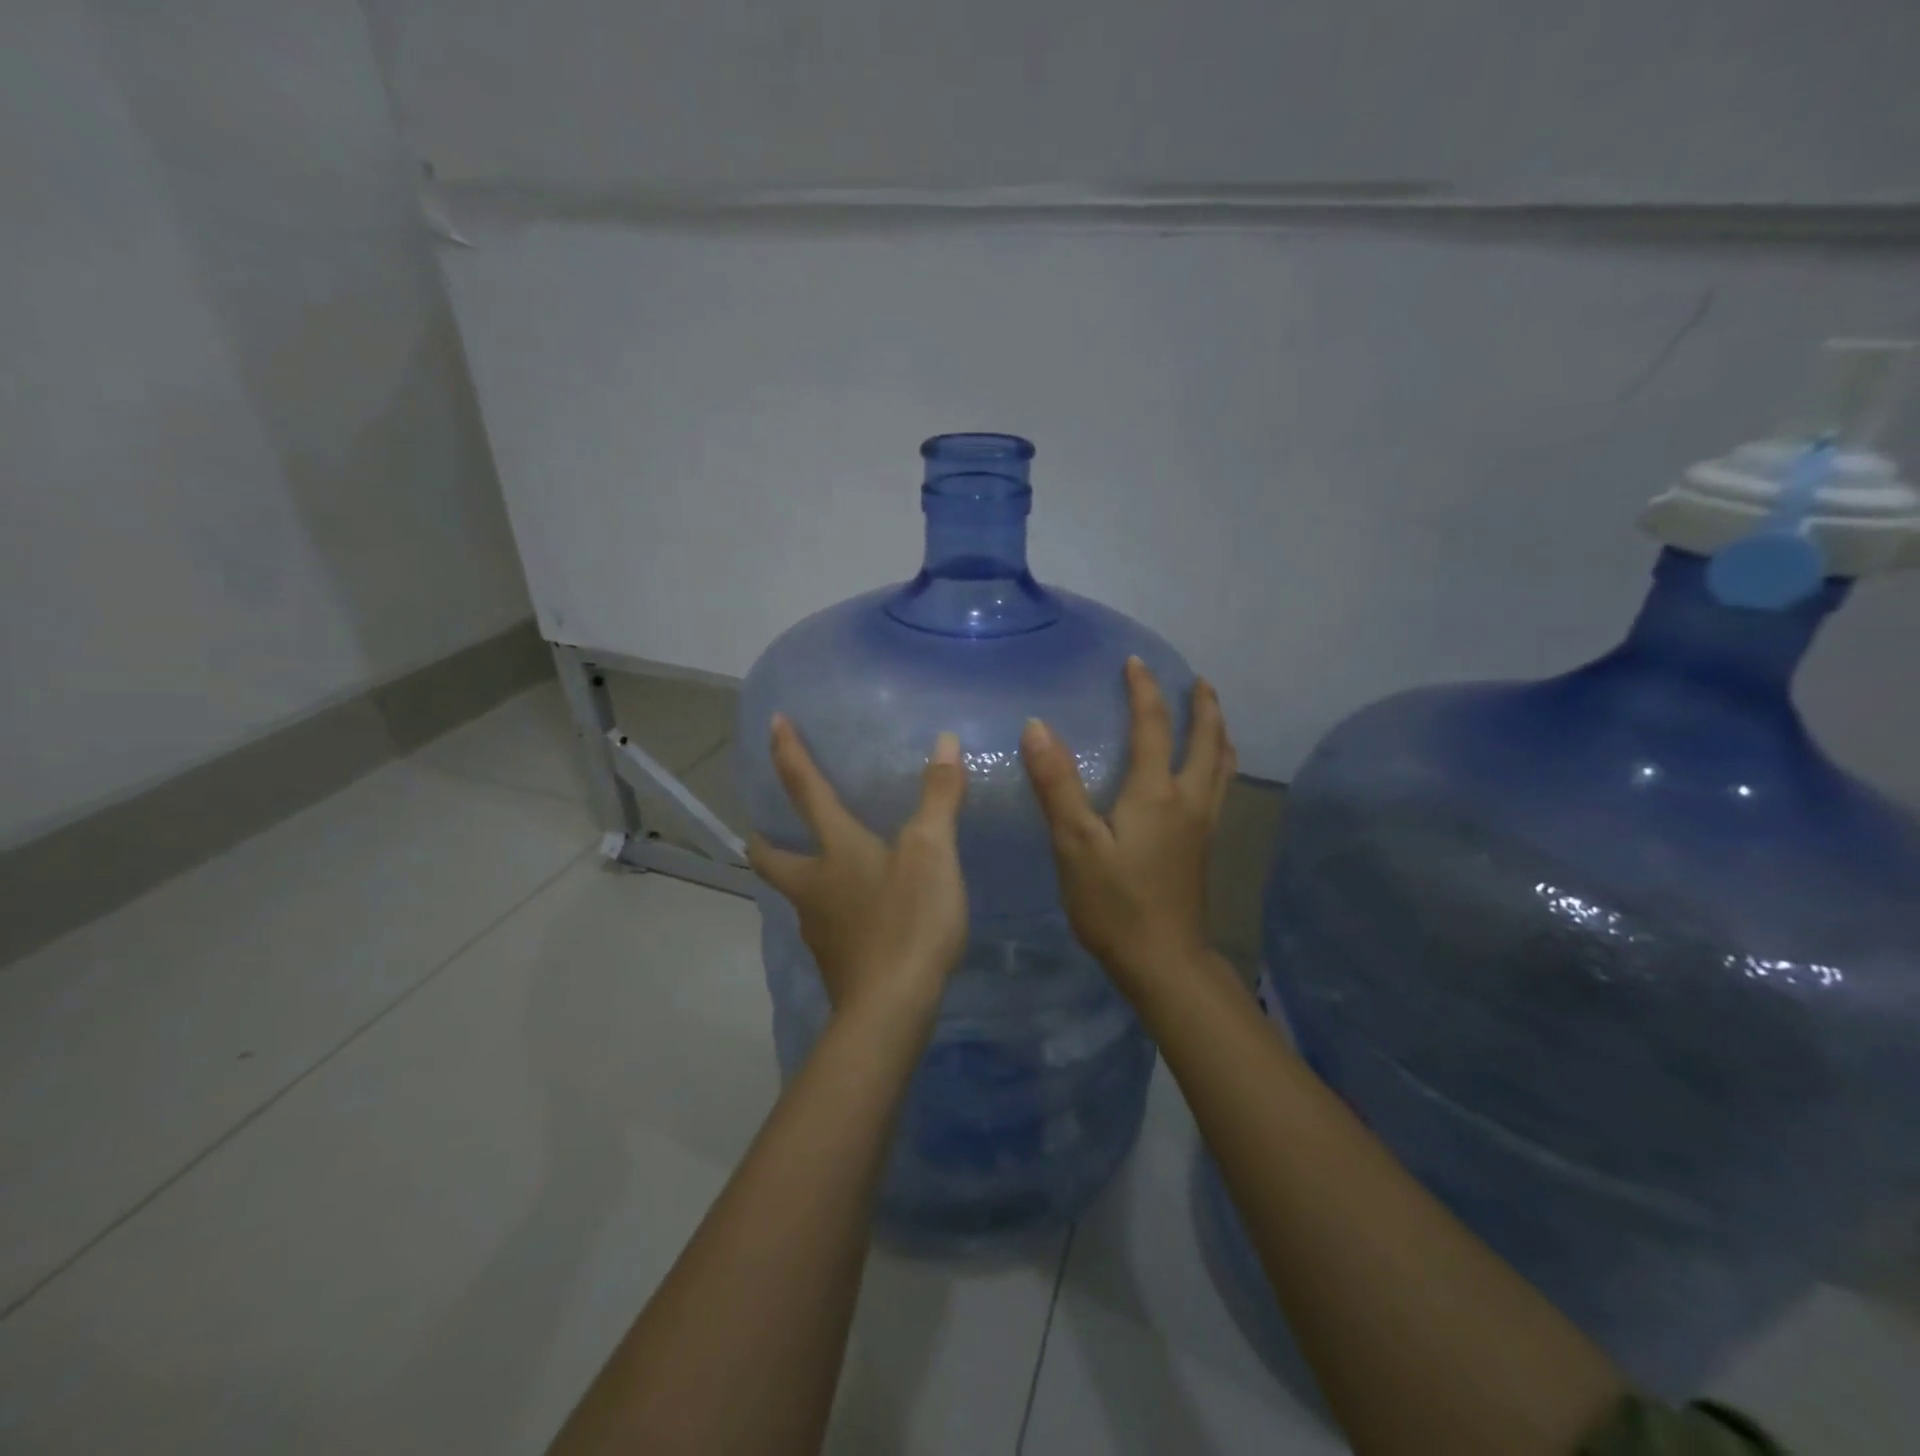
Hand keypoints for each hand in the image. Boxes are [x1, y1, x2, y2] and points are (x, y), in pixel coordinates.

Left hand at [749, 715, 969, 1016]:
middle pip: (771, 858)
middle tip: (764, 830)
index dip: (789, 754)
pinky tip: (858, 919)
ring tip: (824, 872)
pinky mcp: (835, 963)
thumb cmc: (909, 920)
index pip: (805, 790)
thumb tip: (943, 740)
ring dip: (801, 877)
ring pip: (797, 895)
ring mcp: (820, 929)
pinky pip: (826, 927)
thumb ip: (938, 796)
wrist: (891, 1010)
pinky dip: (833, 913)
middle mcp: (815, 886)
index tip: (772, 723)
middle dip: (763, 841)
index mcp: (835, 850)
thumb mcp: (932, 852)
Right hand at [1021, 657, 1235, 992]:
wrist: (1163, 961)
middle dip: (1203, 706)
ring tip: (1212, 716)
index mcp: (1157, 793)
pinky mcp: (1203, 848)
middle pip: (1207, 741)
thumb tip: (1037, 726)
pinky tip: (1207, 775)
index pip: (1153, 726)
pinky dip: (1218, 764)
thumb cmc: (1114, 903)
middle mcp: (1189, 801)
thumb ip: (1057, 784)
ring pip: (1222, 766)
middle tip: (1197, 681)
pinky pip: (1220, 788)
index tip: (1134, 663)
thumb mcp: (1075, 843)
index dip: (1143, 691)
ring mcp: (1202, 826)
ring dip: (1217, 733)